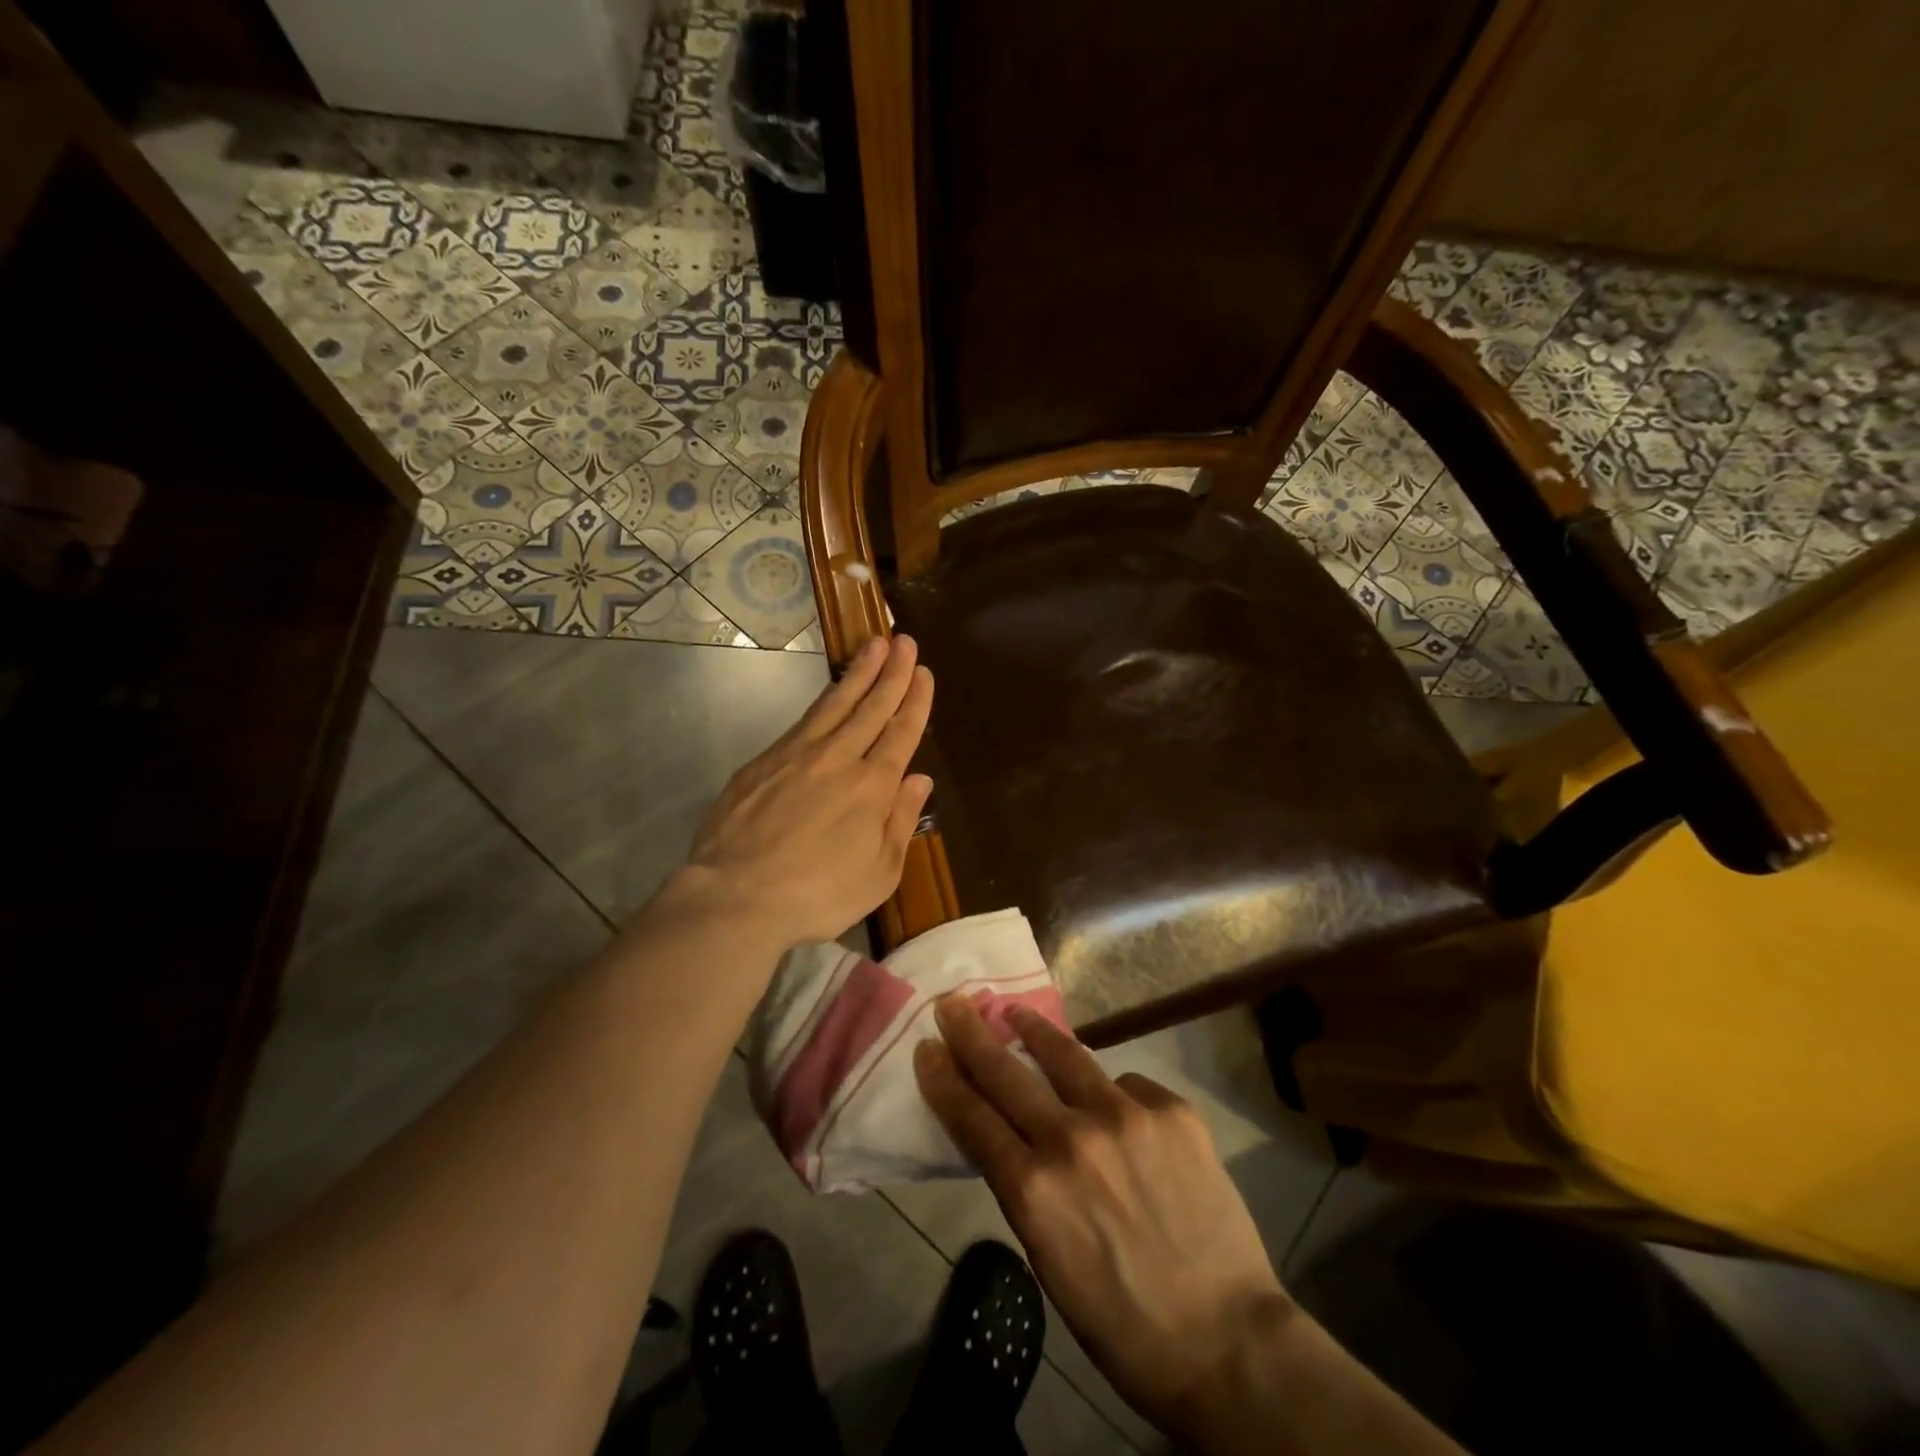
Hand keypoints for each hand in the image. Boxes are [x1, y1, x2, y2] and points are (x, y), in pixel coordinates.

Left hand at [684, 634, 933, 948]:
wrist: (737, 896)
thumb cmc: (818, 894)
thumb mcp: (879, 873)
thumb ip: (901, 821)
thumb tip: (920, 780)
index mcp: (872, 786)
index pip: (901, 732)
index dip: (915, 701)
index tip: (924, 672)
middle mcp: (838, 758)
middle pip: (871, 706)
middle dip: (892, 672)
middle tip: (904, 640)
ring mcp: (796, 755)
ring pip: (835, 703)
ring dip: (858, 673)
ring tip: (874, 646)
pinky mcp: (763, 761)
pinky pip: (802, 721)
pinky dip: (822, 701)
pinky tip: (829, 694)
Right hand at [915, 996, 1291, 1441]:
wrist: (1226, 1339)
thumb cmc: (1122, 1319)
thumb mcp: (1048, 1259)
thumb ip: (1025, 1187)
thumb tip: (1011, 1134)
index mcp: (1034, 1190)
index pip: (972, 1117)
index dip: (944, 1078)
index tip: (927, 1047)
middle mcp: (1073, 1139)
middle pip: (1006, 1072)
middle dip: (972, 1034)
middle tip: (953, 1003)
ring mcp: (1126, 1116)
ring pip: (1066, 1055)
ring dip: (1034, 1031)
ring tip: (1016, 1013)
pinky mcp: (1170, 1109)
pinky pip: (1126, 1084)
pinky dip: (1113, 1095)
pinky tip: (1120, 1114)